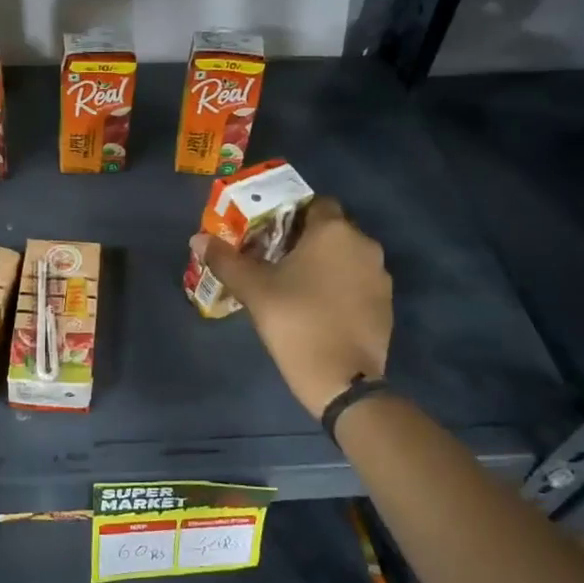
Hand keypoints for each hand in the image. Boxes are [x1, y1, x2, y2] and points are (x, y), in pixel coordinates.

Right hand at [194, 197, 391, 418]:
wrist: (341, 379)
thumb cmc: (295, 321)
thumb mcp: (254, 289)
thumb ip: (226, 260)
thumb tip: (198, 239)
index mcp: (333, 231)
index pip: (316, 203)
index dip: (291, 214)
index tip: (268, 234)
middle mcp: (364, 244)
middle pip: (332, 230)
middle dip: (305, 240)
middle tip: (274, 260)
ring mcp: (380, 275)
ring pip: (346, 257)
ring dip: (324, 264)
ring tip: (295, 286)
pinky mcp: (385, 303)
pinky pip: (358, 282)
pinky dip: (340, 287)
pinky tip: (318, 308)